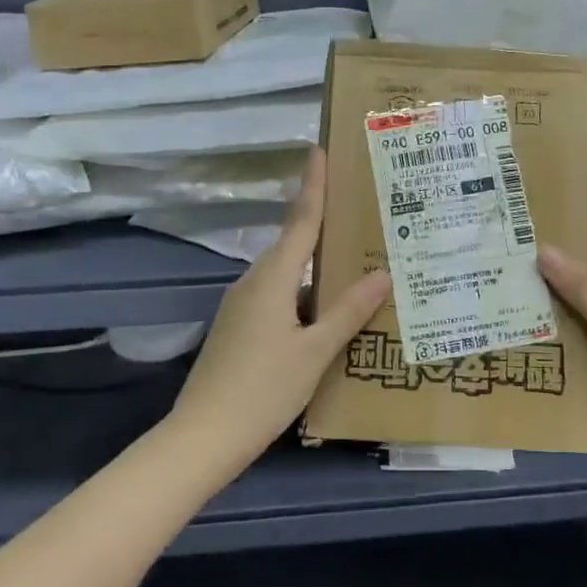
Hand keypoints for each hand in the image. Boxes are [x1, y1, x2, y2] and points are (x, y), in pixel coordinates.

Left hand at [174, 147, 389, 452]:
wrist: (203, 436)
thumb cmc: (263, 389)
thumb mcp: (315, 352)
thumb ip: (348, 311)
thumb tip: (383, 273)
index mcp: (272, 277)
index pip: (300, 219)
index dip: (313, 184)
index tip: (320, 149)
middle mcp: (254, 281)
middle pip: (295, 244)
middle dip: (326, 226)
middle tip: (363, 211)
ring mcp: (243, 306)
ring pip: (289, 275)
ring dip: (319, 267)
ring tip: (358, 263)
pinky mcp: (240, 328)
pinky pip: (280, 298)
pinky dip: (306, 295)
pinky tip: (328, 311)